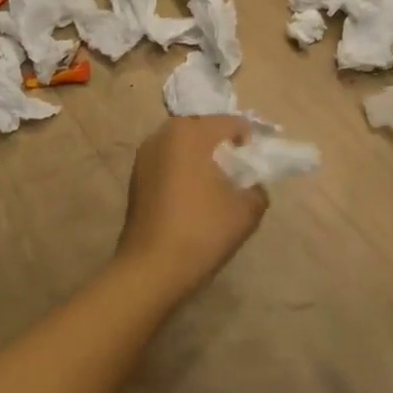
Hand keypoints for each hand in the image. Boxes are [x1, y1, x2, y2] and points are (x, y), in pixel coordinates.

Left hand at [117, 116, 269, 298]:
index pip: (230, 123)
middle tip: (238, 172)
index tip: (257, 163)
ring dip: (200, 158)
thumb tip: (251, 186)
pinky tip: (193, 199)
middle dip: (222, 146)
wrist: (151, 270)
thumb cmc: (202, 231)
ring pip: (183, 146)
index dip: (248, 140)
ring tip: (216, 187)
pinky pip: (168, 163)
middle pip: (203, 129)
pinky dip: (183, 171)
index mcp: (191, 132)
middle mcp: (163, 135)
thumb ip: (257, 189)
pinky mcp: (135, 178)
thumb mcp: (246, 210)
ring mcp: (144, 156)